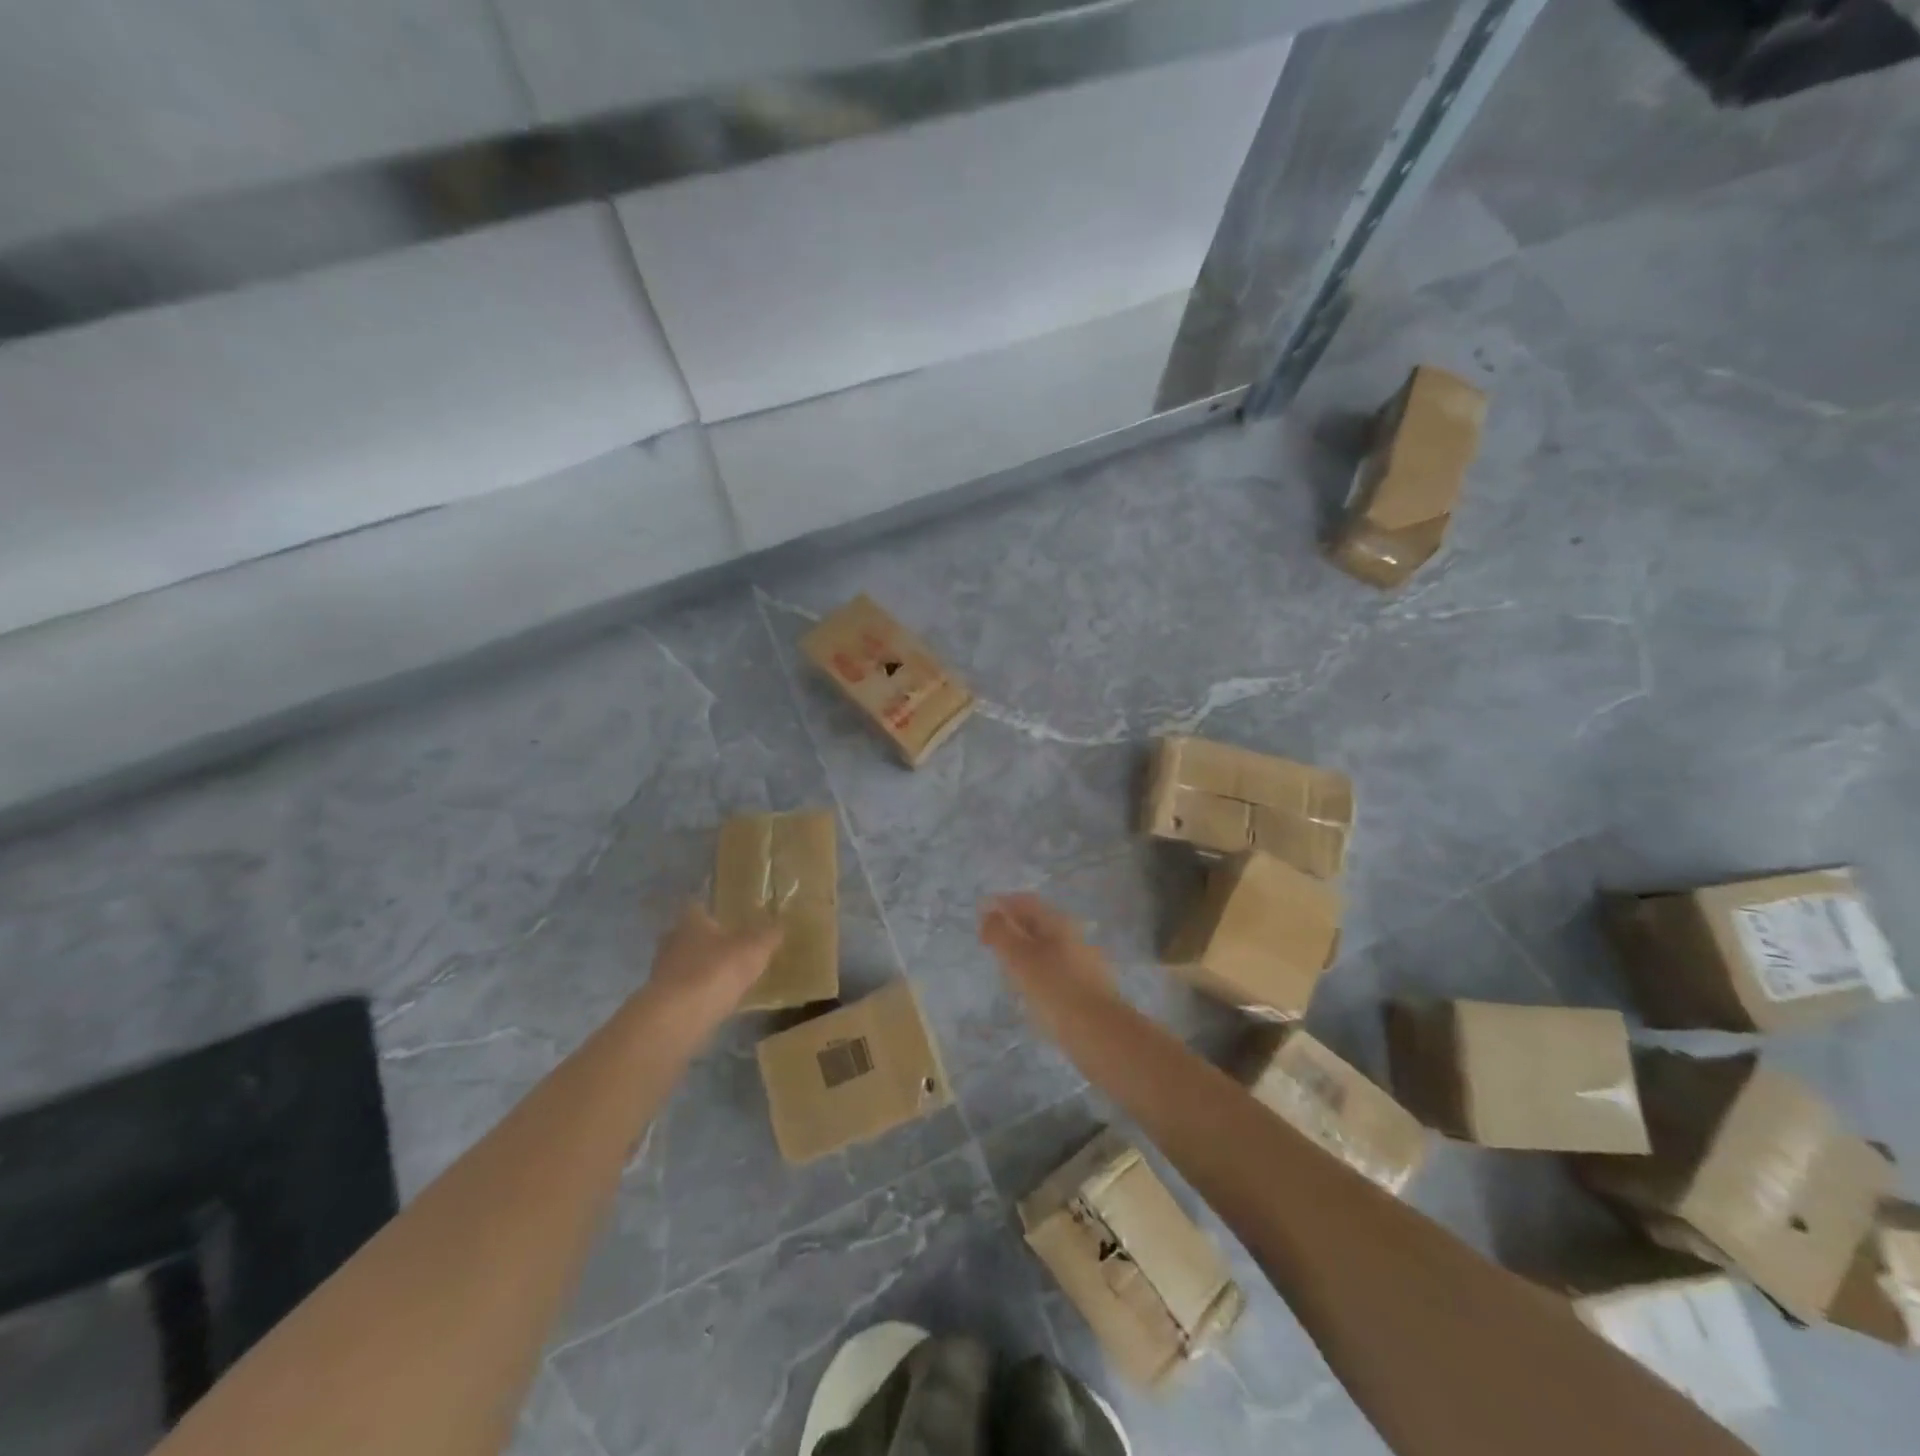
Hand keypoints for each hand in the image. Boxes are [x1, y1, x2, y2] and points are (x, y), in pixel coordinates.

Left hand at [645, 903, 781, 1027]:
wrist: (678, 1018)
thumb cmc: (716, 971)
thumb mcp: (755, 948)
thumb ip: (768, 935)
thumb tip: (780, 924)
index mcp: (690, 920)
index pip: (699, 907)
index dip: (714, 912)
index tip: (731, 920)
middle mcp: (671, 940)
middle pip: (690, 936)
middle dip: (708, 942)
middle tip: (731, 949)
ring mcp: (661, 971)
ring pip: (685, 963)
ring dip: (702, 969)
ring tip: (726, 978)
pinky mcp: (660, 1000)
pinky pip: (683, 990)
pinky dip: (697, 993)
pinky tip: (714, 1001)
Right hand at [979, 894, 1114, 1017]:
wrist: (1101, 1035)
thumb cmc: (1055, 991)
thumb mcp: (1019, 959)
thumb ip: (1001, 933)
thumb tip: (989, 912)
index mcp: (1059, 922)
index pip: (1025, 902)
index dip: (1000, 905)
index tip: (979, 919)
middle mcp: (1075, 935)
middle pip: (1037, 923)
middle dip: (1012, 928)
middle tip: (989, 944)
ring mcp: (1085, 961)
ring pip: (1047, 948)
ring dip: (1024, 952)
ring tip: (1005, 969)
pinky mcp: (1088, 987)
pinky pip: (1056, 970)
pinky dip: (1037, 972)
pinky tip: (1030, 991)